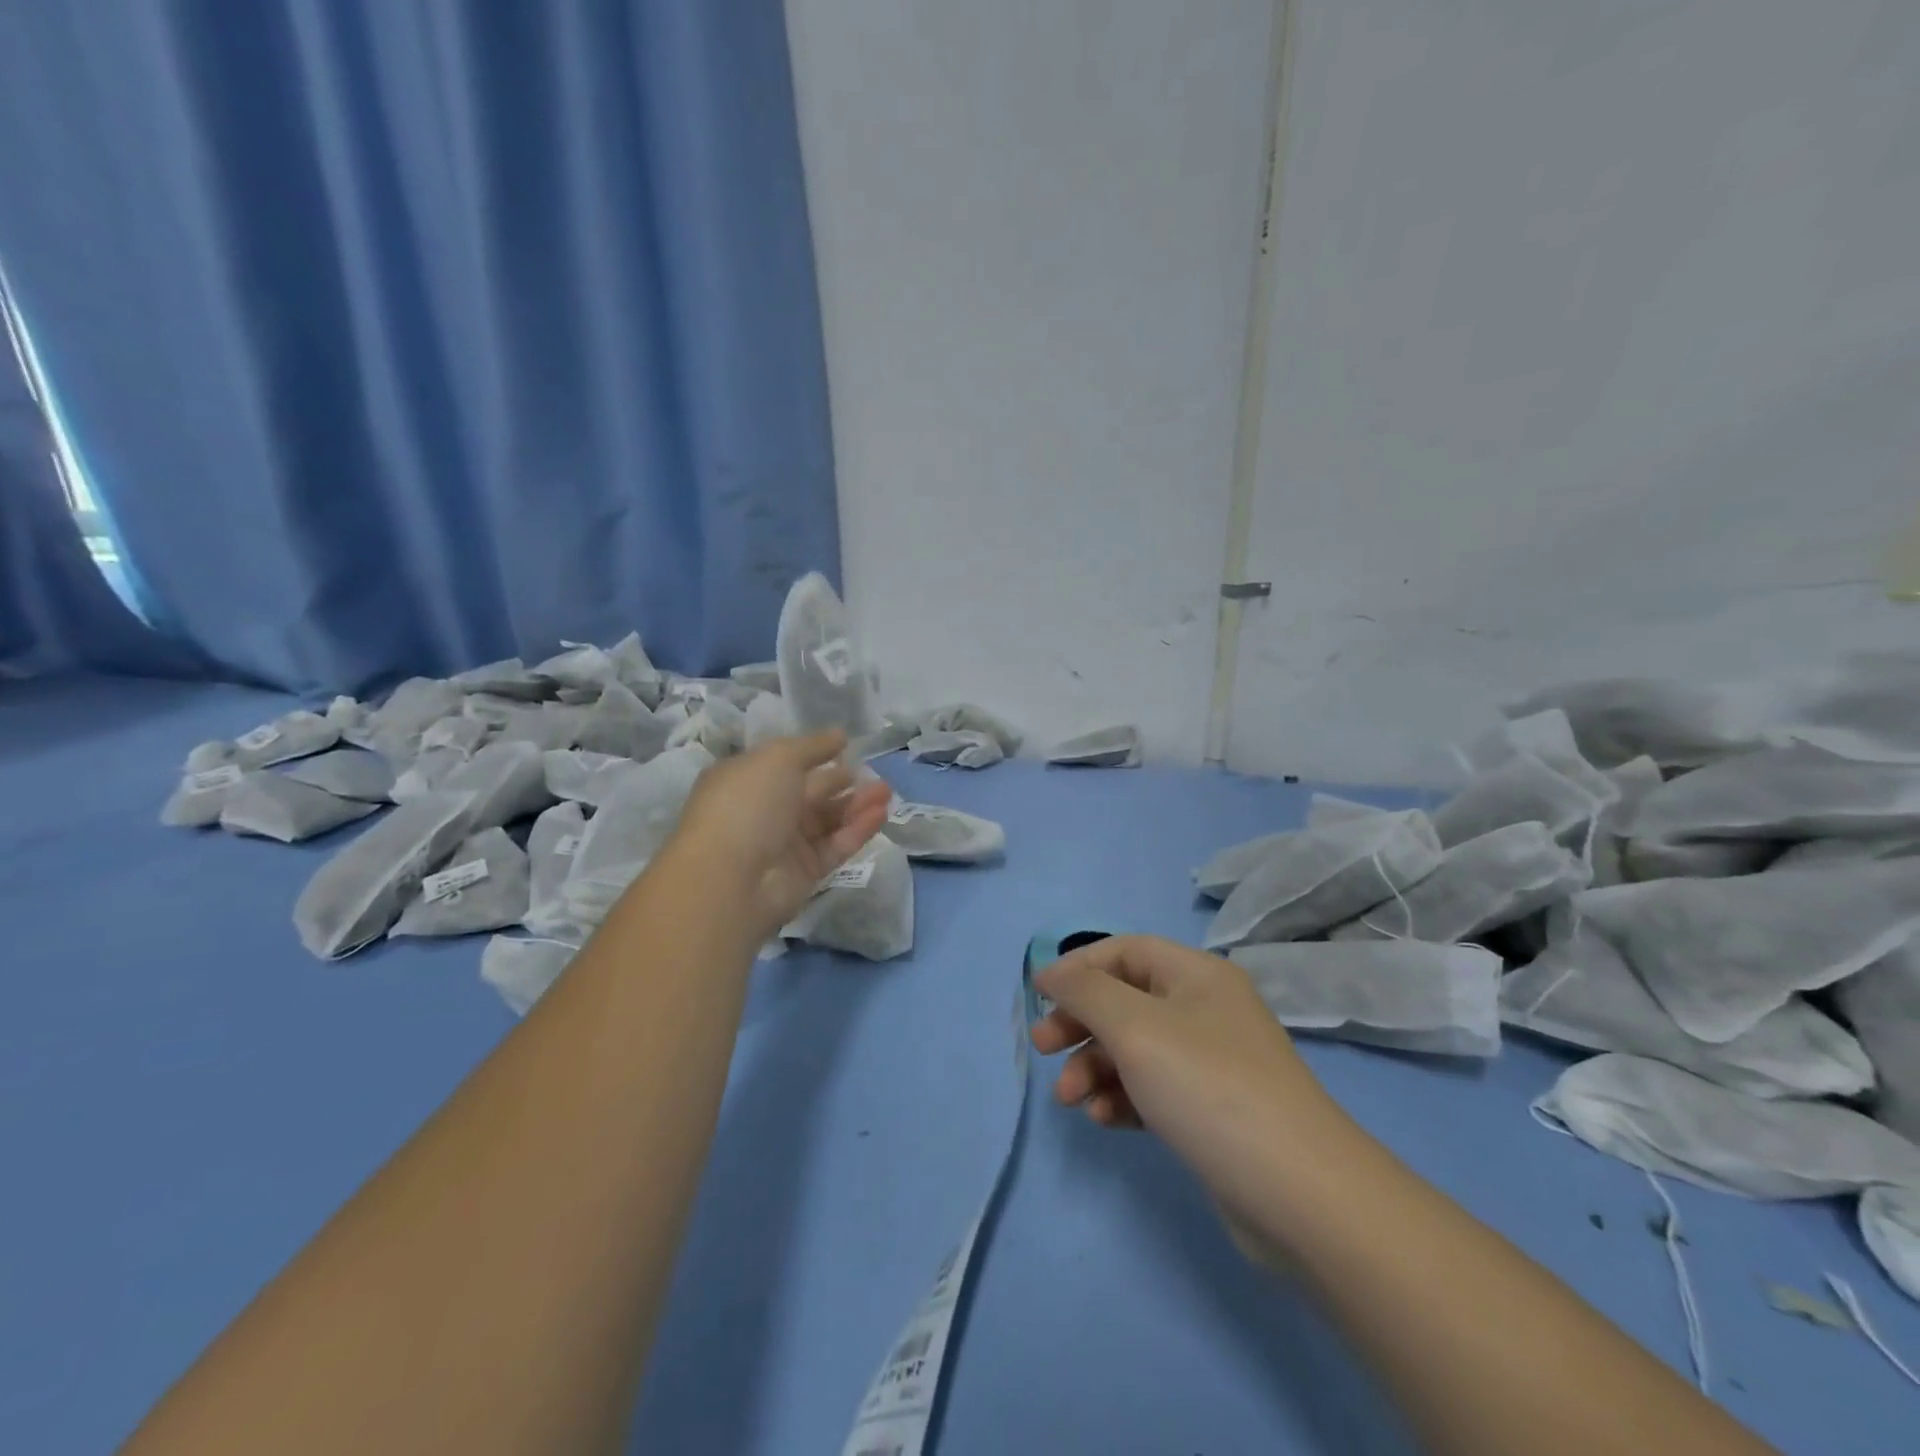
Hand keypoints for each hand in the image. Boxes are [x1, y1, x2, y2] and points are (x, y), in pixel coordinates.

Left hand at [672, 730, 890, 940]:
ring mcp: (784, 844)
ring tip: (886, 791)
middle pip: (810, 792)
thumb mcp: (779, 758)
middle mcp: (764, 810)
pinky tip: (881, 813)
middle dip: (842, 780)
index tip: (845, 744)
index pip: (784, 763)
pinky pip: (836, 845)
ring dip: (857, 804)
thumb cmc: (747, 804)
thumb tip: (840, 734)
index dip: (814, 753)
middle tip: (874, 772)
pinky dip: (858, 829)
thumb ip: (813, 746)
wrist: (730, 880)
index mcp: (747, 779)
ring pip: (827, 820)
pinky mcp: (805, 872)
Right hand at [1031, 935, 1351, 1266]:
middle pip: (1126, 1000)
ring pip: (1135, 1049)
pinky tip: (1106, 1120)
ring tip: (1070, 1100)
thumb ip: (1086, 992)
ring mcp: (1211, 1063)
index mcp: (1197, 975)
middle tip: (1041, 1048)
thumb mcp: (1136, 1028)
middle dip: (1080, 1023)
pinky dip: (1124, 1098)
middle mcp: (1205, 1010)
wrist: (1300, 1196)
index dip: (1078, 967)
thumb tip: (1052, 971)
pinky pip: (1153, 1089)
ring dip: (1095, 1067)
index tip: (1039, 995)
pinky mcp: (1211, 1112)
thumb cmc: (1209, 1088)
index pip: (1125, 950)